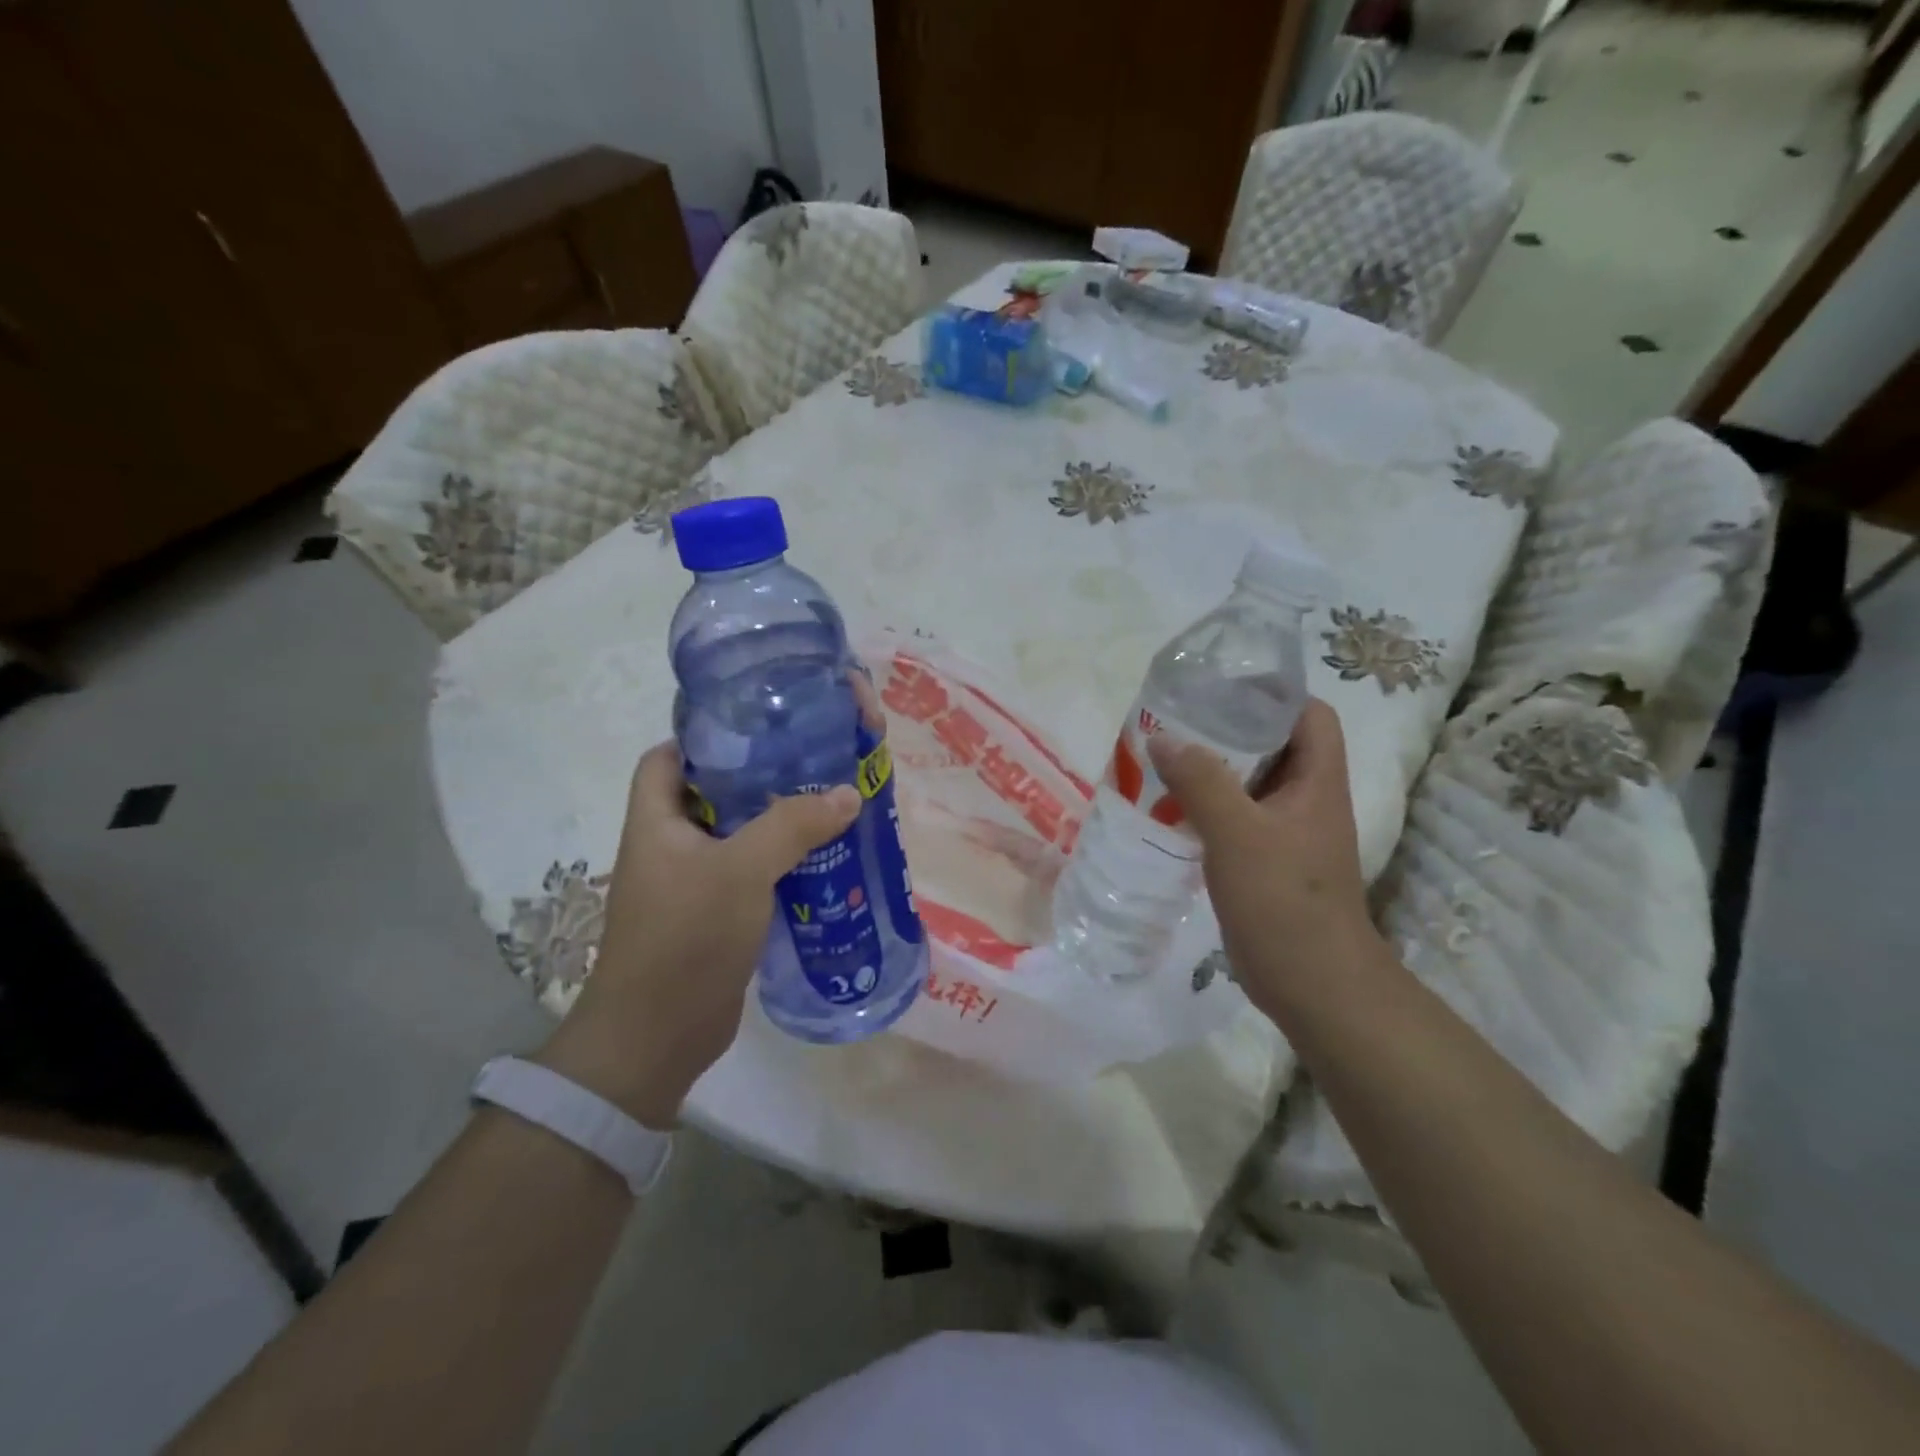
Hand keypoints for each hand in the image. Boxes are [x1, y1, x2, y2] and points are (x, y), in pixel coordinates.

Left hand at [536, 743, 859, 1129]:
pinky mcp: (714, 917)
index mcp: (656, 821)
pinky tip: (824, 862)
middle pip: (712, 795)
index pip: (667, 757)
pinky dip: (781, 866)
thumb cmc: (685, 937)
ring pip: (737, 838)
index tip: (758, 729)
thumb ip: (793, 827)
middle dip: (759, 780)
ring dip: (777, 825)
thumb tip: (849, 792)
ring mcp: (691, 884)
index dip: (705, 737)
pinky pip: (750, 876)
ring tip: (828, 806)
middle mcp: (669, 846)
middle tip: (811, 764)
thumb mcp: (741, 870)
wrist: (657, 1037)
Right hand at [1148, 698, 1378, 1020]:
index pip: (1308, 714)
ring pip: (1249, 783)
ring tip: (1164, 757)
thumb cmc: (1284, 900)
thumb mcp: (1238, 833)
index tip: (1222, 686)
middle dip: (1227, 728)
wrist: (1312, 984)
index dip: (1273, 693)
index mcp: (1317, 780)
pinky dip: (1205, 806)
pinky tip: (1169, 808)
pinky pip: (1235, 817)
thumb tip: (1163, 737)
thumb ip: (1201, 782)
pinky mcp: (1266, 861)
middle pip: (1273, 745)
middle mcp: (1306, 799)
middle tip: (1177, 720)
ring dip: (1211, 770)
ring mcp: (1286, 832)